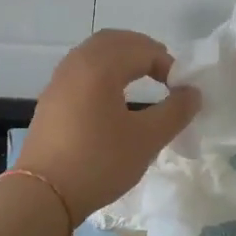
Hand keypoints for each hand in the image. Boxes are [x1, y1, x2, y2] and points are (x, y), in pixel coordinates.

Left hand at [18, 29, 200, 225]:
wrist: (43, 195)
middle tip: (164, 74)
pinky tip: (113, 98)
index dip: (168, 64)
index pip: (142, 49)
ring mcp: (59, 80)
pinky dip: (103, 71)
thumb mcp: (146, 139)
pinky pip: (81, 69)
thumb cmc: (99, 162)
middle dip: (143, 51)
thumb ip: (175, 111)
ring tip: (142, 81)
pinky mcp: (51, 99)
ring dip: (122, 59)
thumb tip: (192, 92)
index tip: (181, 91)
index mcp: (100, 66)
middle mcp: (77, 63)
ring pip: (95, 53)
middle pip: (115, 40)